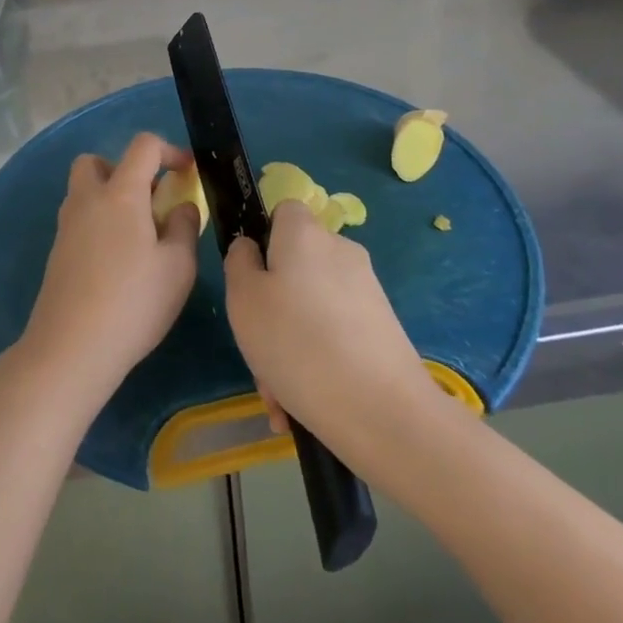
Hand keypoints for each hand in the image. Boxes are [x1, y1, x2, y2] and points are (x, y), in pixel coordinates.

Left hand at [19, 133, 200, 405]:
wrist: (71, 347)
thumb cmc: (134, 302)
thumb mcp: (178, 266)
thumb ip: (184, 227)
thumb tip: (180, 206)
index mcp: (120, 194)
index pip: (142, 146)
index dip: (169, 150)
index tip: (187, 172)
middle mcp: (87, 200)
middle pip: (96, 161)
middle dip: (124, 169)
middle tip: (148, 201)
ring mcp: (66, 226)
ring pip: (84, 191)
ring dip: (109, 197)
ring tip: (138, 235)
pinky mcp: (57, 253)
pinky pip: (79, 220)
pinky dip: (98, 224)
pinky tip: (118, 262)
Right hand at [224, 200, 430, 448]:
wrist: (382, 411)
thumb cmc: (296, 343)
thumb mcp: (243, 298)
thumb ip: (239, 262)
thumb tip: (251, 248)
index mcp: (305, 234)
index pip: (283, 211)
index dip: (262, 238)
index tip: (249, 279)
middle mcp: (340, 251)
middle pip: (295, 264)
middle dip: (272, 306)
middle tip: (256, 349)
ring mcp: (366, 290)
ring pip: (311, 307)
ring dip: (290, 343)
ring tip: (277, 395)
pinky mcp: (383, 328)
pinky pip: (335, 334)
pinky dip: (317, 360)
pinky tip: (300, 406)